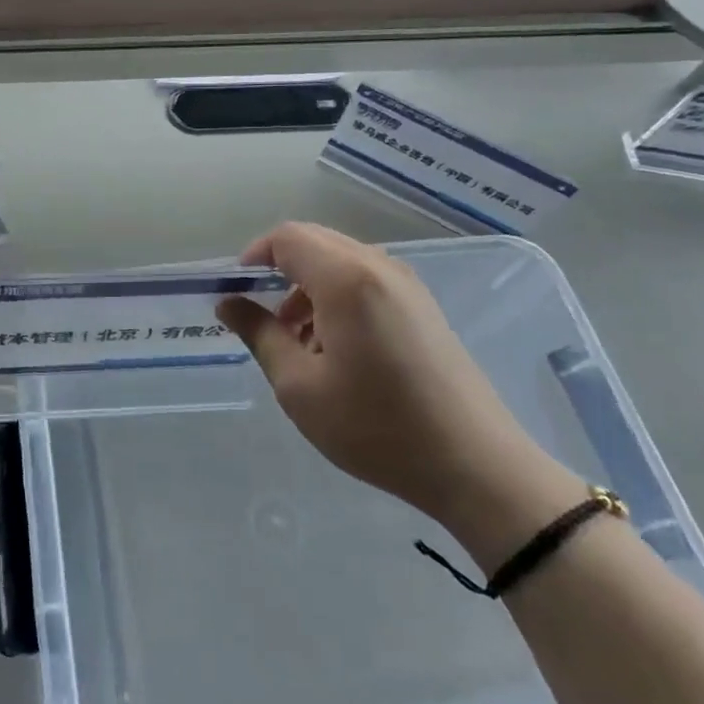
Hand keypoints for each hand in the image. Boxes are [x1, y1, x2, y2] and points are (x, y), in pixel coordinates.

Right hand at [218, 222, 577, 544]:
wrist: (476, 466)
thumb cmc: (376, 427)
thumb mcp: (300, 387)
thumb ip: (260, 334)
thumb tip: (228, 303)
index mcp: (346, 279)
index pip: (288, 238)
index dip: (254, 256)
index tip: (236, 291)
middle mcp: (378, 267)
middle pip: (315, 241)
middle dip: (279, 269)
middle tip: (261, 315)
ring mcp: (406, 284)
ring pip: (340, 260)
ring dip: (307, 284)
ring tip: (296, 339)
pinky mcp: (422, 305)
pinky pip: (365, 279)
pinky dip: (336, 295)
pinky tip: (335, 346)